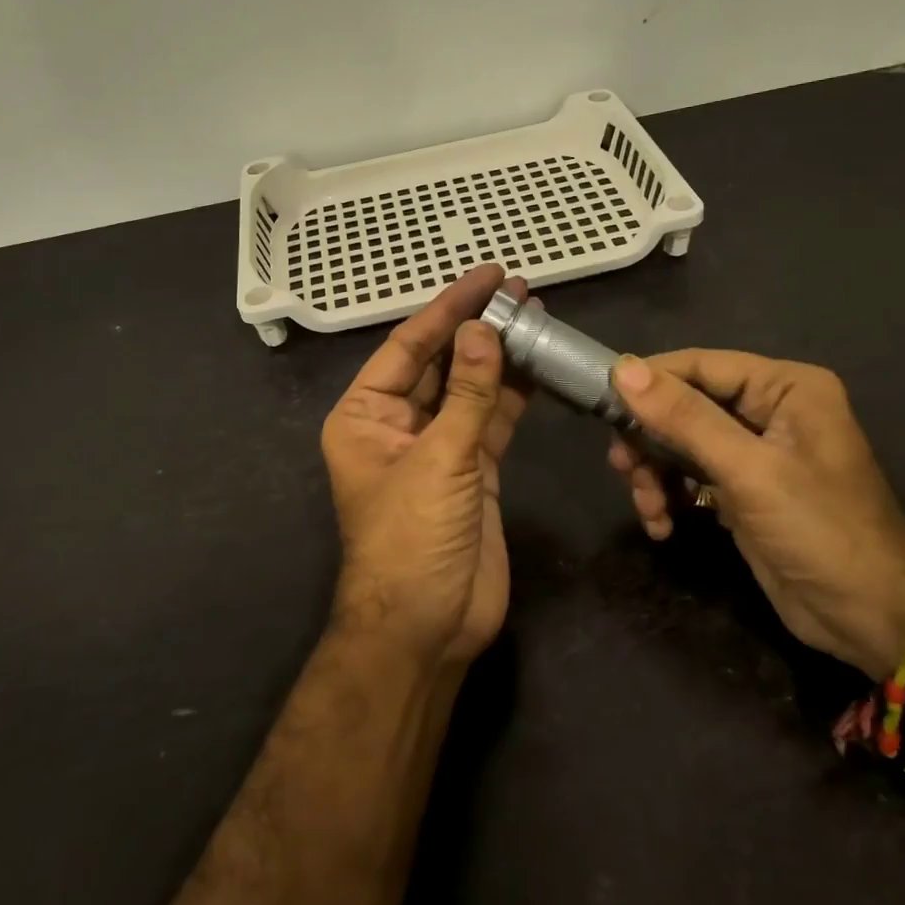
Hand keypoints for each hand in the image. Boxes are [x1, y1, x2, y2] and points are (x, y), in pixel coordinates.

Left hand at [322, 265, 532, 666]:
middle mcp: (397, 423)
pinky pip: (492, 419)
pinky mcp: (472, 470)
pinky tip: (539, 363)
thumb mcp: (439, 460)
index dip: (450, 308)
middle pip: (441, 362)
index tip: (489, 277)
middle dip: (478, 326)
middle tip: (520, 289)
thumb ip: (466, 394)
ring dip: (500, 355)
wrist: (428, 626)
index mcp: (365, 414)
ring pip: (470, 388)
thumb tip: (483, 329)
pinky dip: (514, 393)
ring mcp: (438, 447)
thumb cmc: (412, 538)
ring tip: (536, 314)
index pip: (410, 346)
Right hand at [608, 351, 904, 678]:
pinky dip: (669, 497)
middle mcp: (768, 410)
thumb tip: (622, 370)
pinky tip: (662, 526)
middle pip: (684, 405)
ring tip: (649, 508)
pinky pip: (689, 478)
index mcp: (783, 387)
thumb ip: (685, 418)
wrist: (874, 620)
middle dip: (650, 439)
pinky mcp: (742, 491)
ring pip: (679, 444)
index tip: (601, 406)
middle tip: (623, 469)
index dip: (649, 382)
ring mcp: (754, 453)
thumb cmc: (820, 530)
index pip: (699, 365)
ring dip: (655, 474)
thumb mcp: (749, 470)